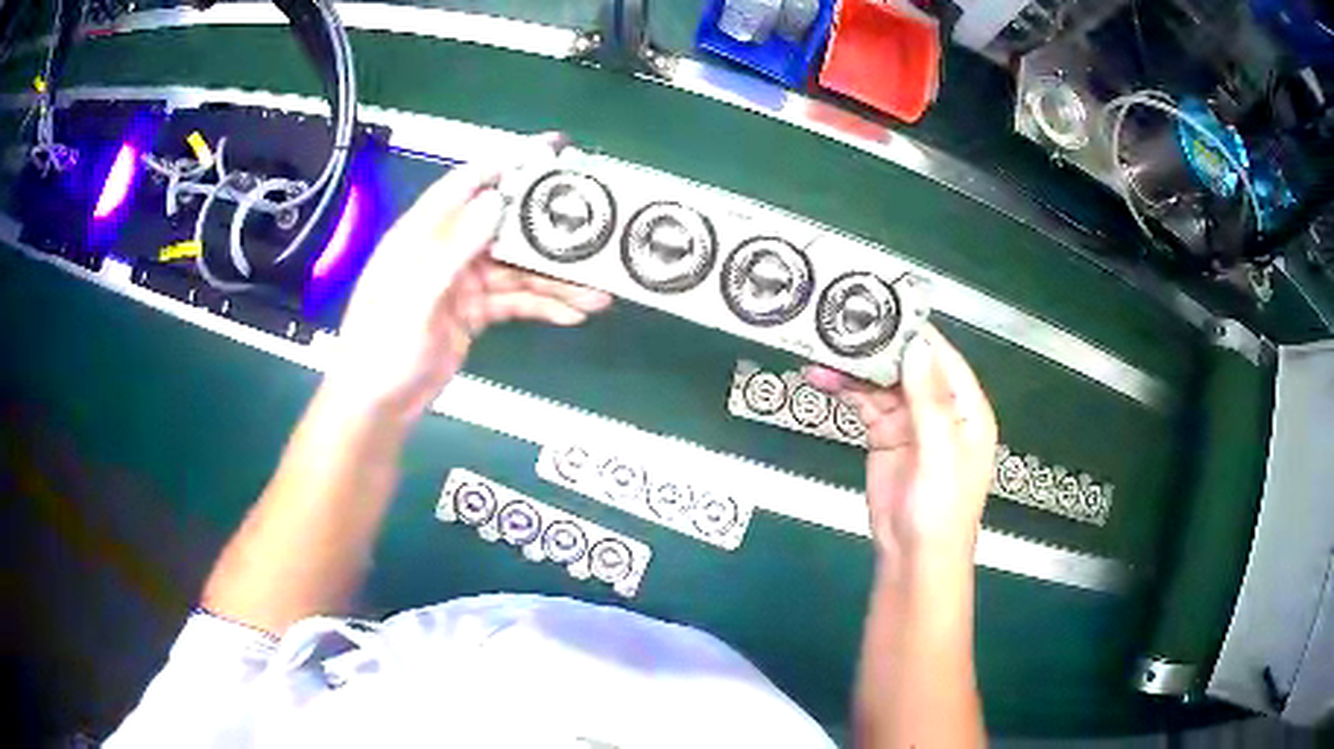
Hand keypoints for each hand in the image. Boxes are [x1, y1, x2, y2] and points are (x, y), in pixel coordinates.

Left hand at [325, 139, 611, 420]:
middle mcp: (446, 248)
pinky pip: (514, 300)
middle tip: (596, 227)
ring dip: (555, 280)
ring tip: (598, 293)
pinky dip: (542, 305)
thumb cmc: (382, 347)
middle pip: (505, 227)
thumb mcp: (413, 298)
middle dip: (549, 230)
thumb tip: (496, 202)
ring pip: (517, 269)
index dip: (510, 162)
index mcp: (423, 233)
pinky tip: (572, 313)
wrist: (377, 405)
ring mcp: (462, 281)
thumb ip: (452, 249)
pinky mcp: (474, 311)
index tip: (554, 150)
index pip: (469, 184)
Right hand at [807, 327, 997, 563]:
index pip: (940, 357)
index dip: (913, 331)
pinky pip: (864, 404)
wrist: (913, 557)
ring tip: (821, 347)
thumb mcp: (941, 454)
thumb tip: (916, 346)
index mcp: (964, 408)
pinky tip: (822, 378)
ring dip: (854, 367)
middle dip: (875, 345)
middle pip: (906, 364)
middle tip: (839, 321)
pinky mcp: (883, 436)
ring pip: (881, 382)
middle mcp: (939, 407)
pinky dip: (844, 390)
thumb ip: (929, 401)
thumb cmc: (941, 509)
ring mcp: (909, 421)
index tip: (881, 305)